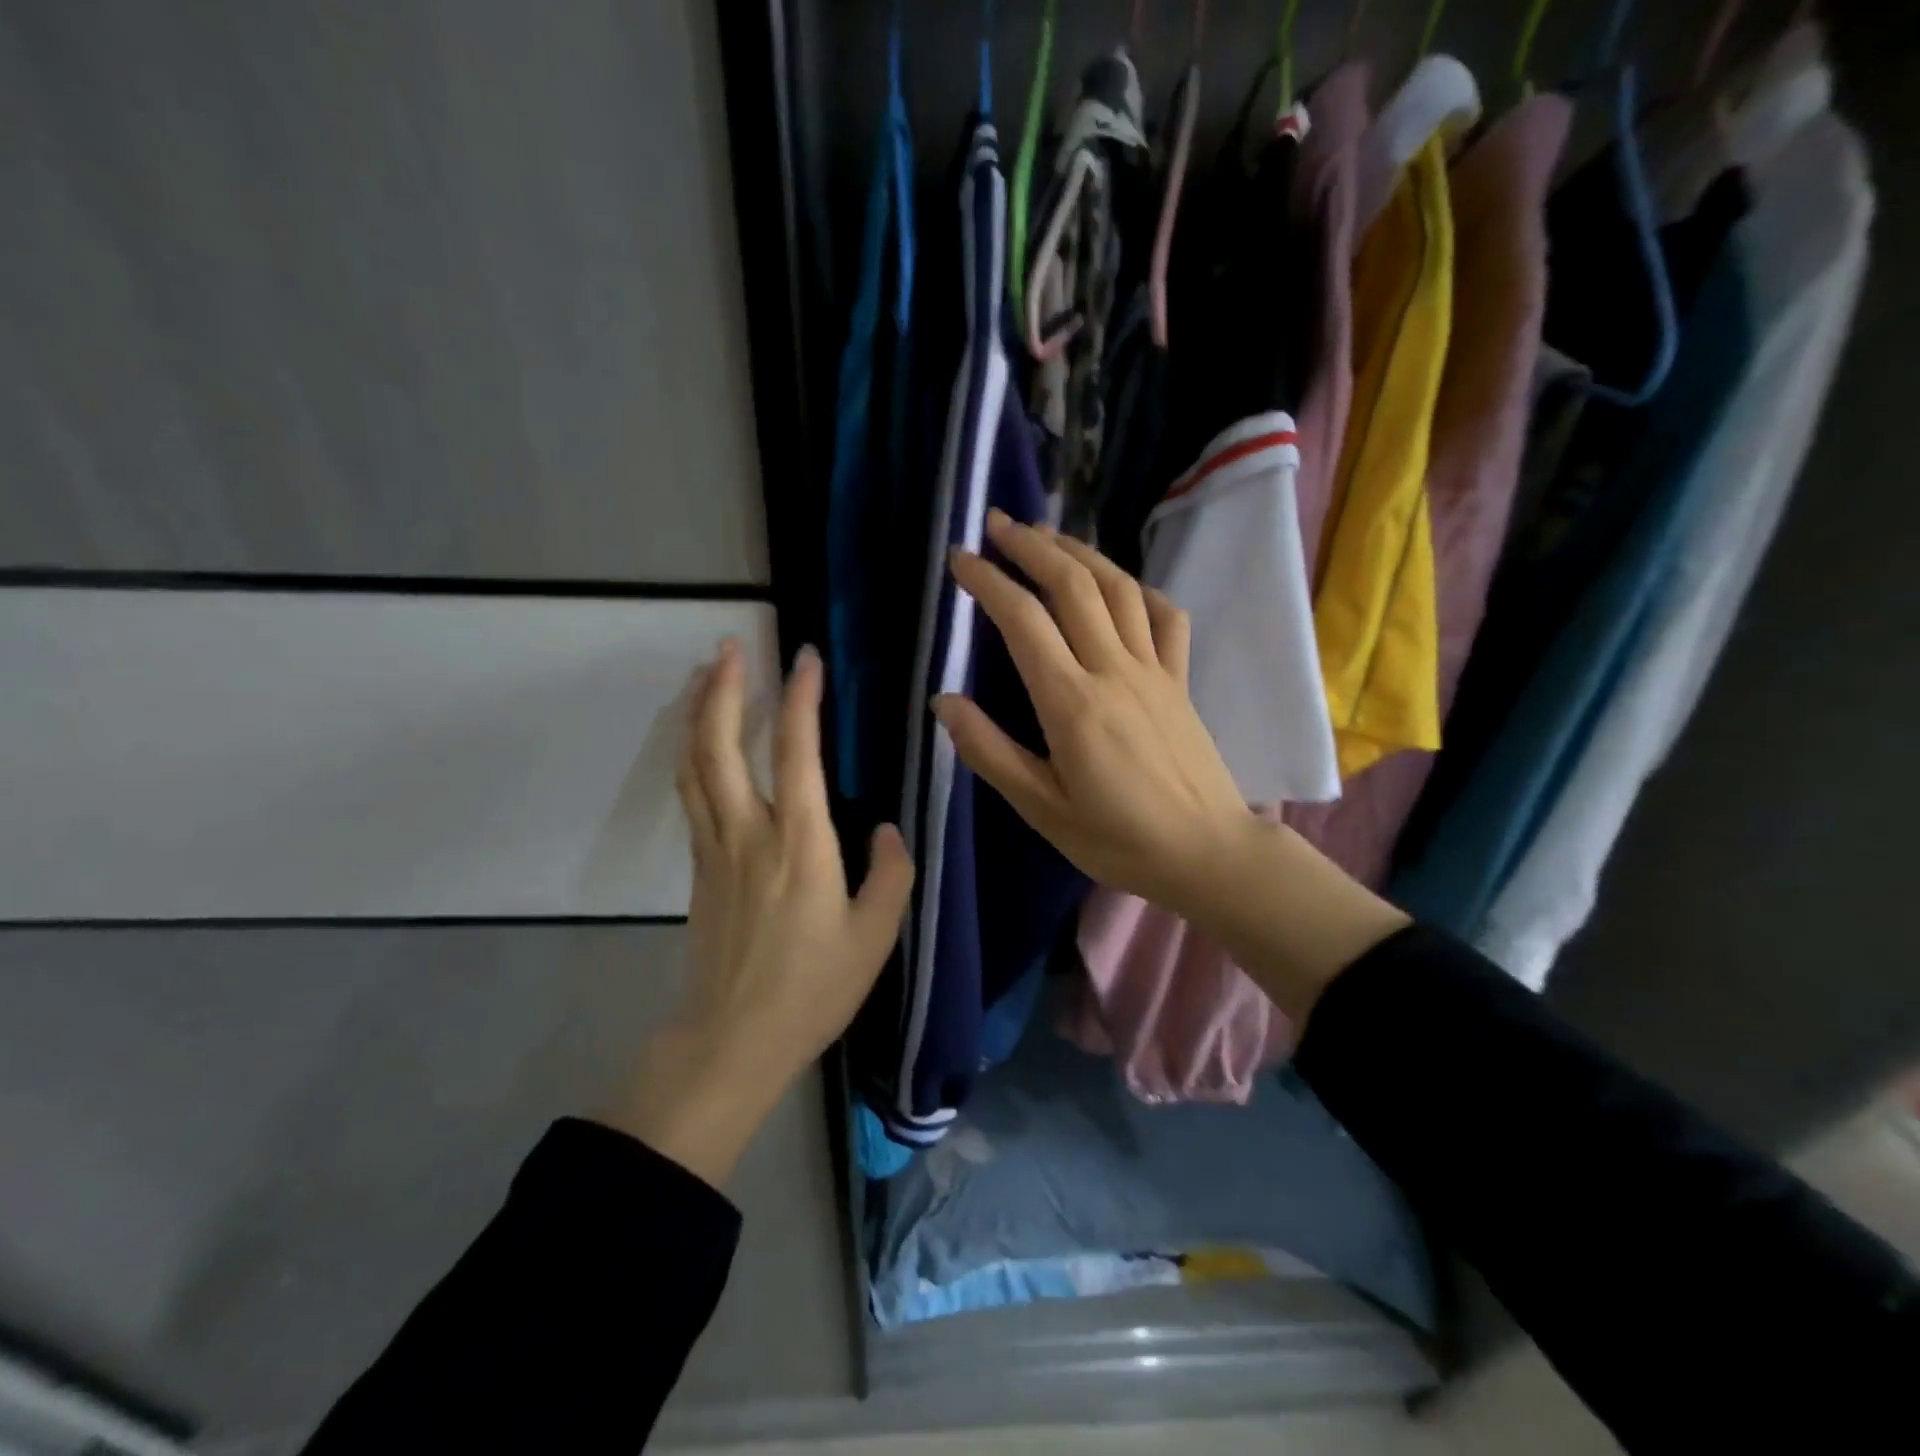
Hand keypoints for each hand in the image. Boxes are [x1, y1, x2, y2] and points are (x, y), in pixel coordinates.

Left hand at [605, 639, 913, 1187]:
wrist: (732, 1040)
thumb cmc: (812, 990)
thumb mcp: (876, 937)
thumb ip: (890, 875)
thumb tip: (886, 828)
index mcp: (800, 843)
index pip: (797, 753)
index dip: (802, 699)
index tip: (807, 657)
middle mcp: (749, 833)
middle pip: (721, 745)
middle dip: (725, 689)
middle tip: (730, 645)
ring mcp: (715, 849)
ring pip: (695, 765)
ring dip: (699, 713)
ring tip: (707, 676)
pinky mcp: (699, 869)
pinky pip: (691, 794)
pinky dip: (693, 754)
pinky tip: (701, 743)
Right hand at [937, 513, 1407, 1024]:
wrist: (1208, 853)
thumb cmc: (1118, 840)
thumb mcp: (1042, 809)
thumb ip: (990, 752)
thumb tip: (944, 701)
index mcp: (1073, 703)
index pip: (1024, 621)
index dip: (988, 582)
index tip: (959, 560)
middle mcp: (1114, 670)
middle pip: (1072, 585)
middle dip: (1031, 546)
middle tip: (998, 523)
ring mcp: (1155, 670)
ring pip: (1118, 589)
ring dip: (1080, 552)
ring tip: (1047, 535)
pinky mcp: (1181, 680)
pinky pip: (1165, 617)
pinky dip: (1140, 590)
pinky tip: (1120, 585)